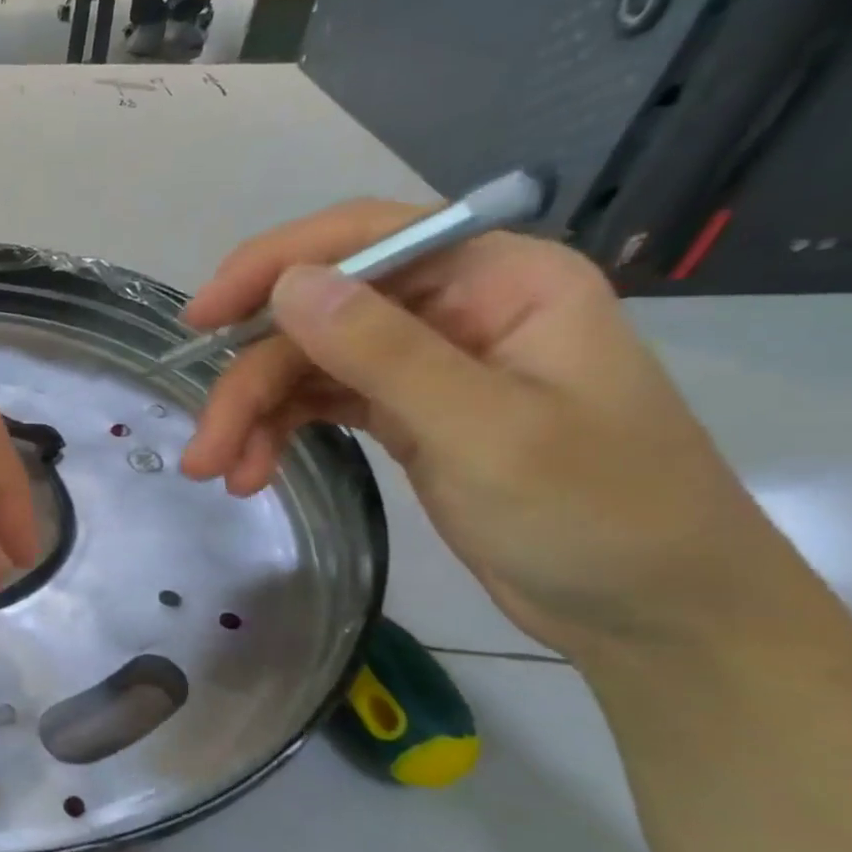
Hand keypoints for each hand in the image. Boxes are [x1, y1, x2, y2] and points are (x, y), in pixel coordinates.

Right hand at [177, 201, 792, 663]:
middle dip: (251, 381)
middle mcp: (455, 307)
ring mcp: (426, 362)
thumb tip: (287, 285)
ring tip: (220, 474)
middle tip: (203, 449)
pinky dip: (280, 434)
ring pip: (308, 364)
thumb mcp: (484, 431)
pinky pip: (321, 404)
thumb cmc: (596, 515)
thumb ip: (382, 352)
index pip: (365, 238)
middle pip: (318, 318)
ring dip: (255, 415)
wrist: (650, 614)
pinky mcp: (405, 413)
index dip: (271, 267)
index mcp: (498, 279)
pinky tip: (254, 474)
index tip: (201, 318)